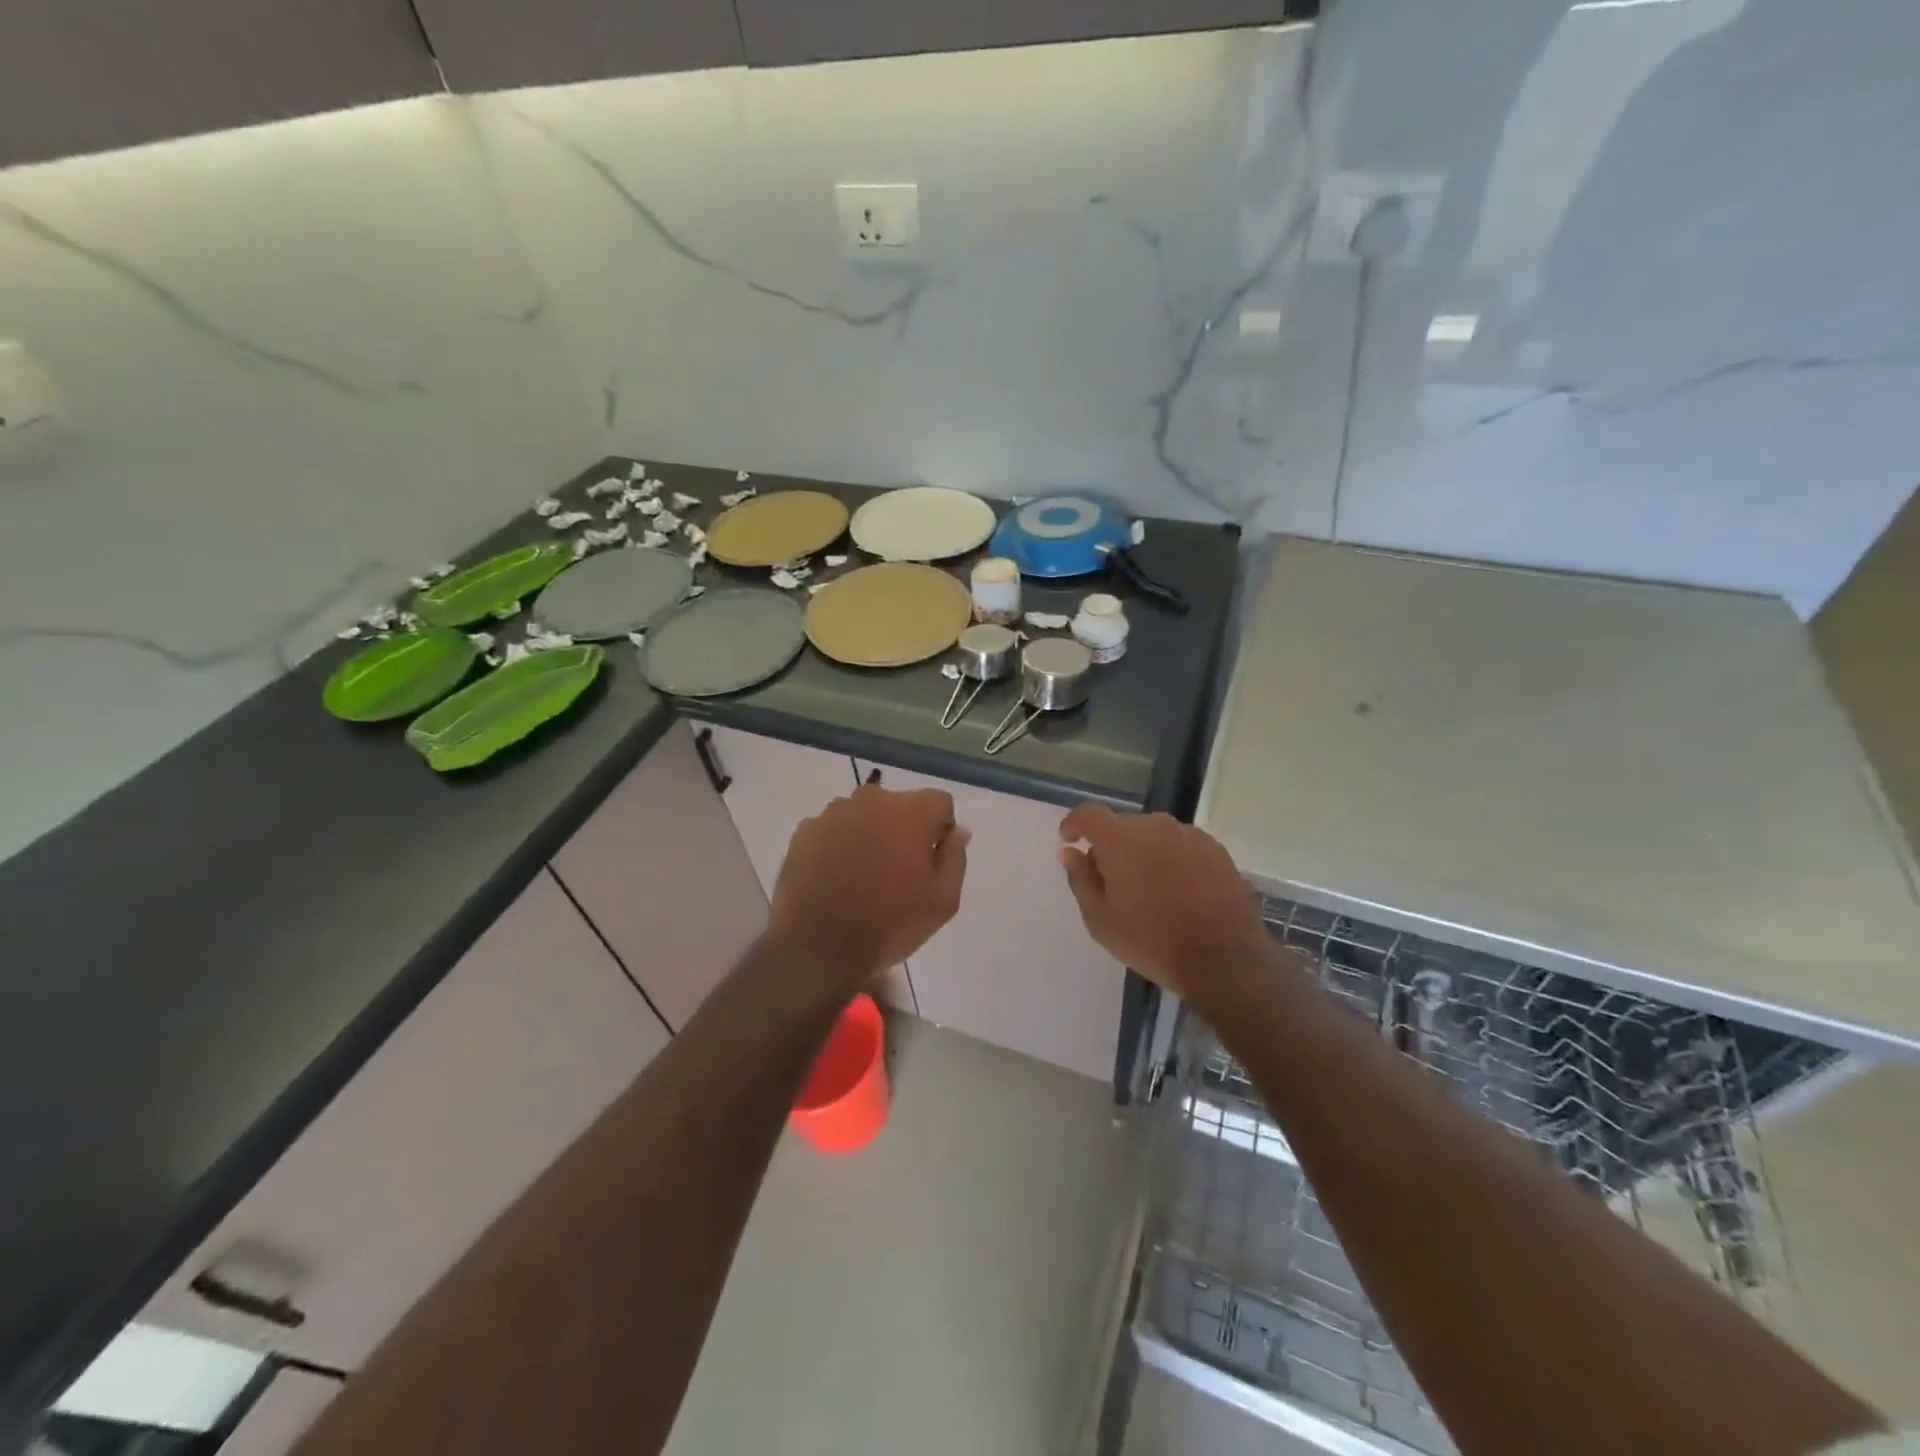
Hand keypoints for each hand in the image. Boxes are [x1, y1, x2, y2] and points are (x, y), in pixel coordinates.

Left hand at [769, 784, 968, 995]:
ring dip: (869, 835)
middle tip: (898, 872)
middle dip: (903, 830)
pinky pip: (832, 830)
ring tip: (862, 877)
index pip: (939, 803)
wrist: (818, 948)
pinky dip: (838, 846)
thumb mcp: (943, 900)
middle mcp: (871, 800)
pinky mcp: (804, 831)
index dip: (941, 830)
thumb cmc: (890, 923)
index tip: (931, 862)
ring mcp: (833, 813)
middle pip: (899, 806)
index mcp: (911, 811)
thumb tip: (958, 831)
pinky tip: (835, 879)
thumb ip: (955, 857)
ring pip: (863, 816)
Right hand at [1058, 804, 1271, 1001]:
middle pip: (1123, 826)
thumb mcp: (1101, 920)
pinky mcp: (1217, 850)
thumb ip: (1081, 879)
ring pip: (1155, 835)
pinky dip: (1173, 860)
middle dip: (1112, 846)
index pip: (1088, 814)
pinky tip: (1179, 891)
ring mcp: (1190, 836)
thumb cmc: (1152, 941)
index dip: (1074, 824)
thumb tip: (1069, 852)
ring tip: (1149, 889)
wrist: (1223, 960)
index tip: (1069, 841)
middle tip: (1112, 881)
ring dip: (1144, 852)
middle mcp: (1156, 826)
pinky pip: (1182, 846)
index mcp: (1121, 839)